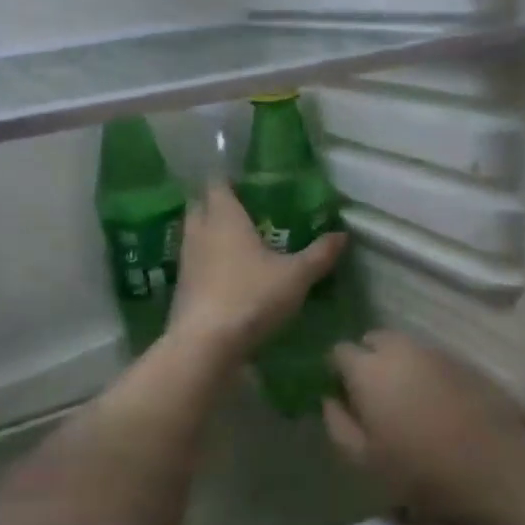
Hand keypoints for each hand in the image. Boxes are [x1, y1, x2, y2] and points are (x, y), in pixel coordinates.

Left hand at [166, 183, 344, 363]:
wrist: (206, 345)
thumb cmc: (251, 297)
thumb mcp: (296, 276)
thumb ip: (319, 254)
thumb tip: (342, 235)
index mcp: (223, 216)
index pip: (217, 183)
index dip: (230, 179)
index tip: (249, 182)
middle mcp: (199, 232)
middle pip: (201, 205)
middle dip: (218, 204)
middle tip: (247, 211)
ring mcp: (186, 261)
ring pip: (196, 235)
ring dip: (212, 234)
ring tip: (240, 243)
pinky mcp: (182, 288)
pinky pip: (195, 263)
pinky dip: (209, 262)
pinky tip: (229, 274)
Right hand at [323, 331, 524, 524]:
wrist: (500, 473)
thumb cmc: (422, 473)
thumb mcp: (365, 461)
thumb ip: (338, 424)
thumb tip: (330, 400)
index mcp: (370, 369)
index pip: (339, 351)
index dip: (336, 372)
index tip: (342, 397)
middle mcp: (402, 349)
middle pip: (373, 340)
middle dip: (366, 360)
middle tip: (371, 398)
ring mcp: (438, 353)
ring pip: (405, 347)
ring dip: (397, 365)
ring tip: (404, 402)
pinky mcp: (467, 363)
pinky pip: (432, 359)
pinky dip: (425, 373)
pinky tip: (435, 405)